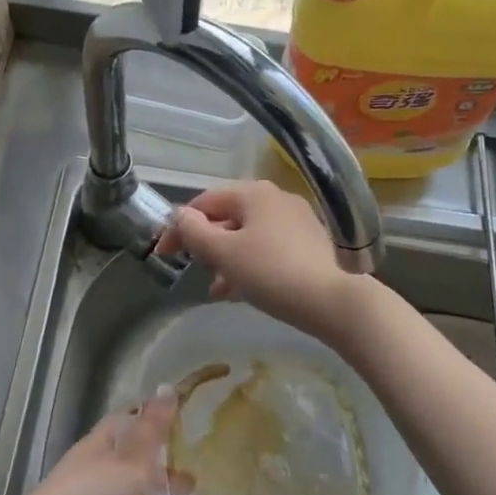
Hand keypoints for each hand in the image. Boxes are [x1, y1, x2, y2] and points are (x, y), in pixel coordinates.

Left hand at [0, 391, 193, 494]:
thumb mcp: (131, 460)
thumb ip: (154, 430)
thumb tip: (169, 387)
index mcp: (102, 447)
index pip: (128, 424)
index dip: (153, 421)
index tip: (184, 422)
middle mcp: (100, 478)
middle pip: (137, 473)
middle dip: (167, 479)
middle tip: (197, 485)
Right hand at [154, 180, 372, 341]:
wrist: (333, 301)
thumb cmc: (271, 273)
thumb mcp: (225, 254)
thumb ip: (196, 233)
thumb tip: (180, 216)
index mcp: (254, 193)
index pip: (205, 202)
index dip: (179, 226)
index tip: (163, 253)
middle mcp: (276, 199)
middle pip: (228, 217)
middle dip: (206, 244)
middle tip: (191, 269)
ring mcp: (297, 221)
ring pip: (248, 235)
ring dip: (226, 258)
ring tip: (216, 288)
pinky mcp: (310, 244)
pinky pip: (268, 248)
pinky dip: (249, 264)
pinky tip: (242, 291)